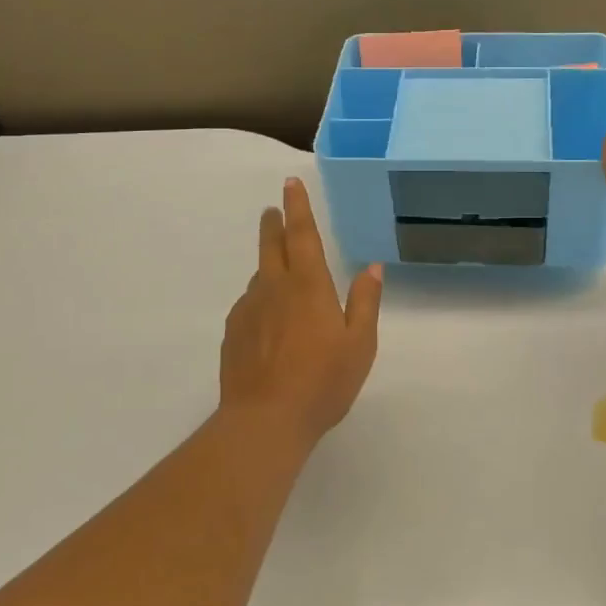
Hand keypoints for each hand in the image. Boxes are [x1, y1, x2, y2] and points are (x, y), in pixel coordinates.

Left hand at [220, 177, 382, 449]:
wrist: (265, 421)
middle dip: (273, 224)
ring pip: (258, 276)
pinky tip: (266, 317)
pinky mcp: (233, 334)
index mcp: (308, 286)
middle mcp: (274, 289)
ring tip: (277, 270)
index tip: (290, 184)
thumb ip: (365, 302)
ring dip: (267, 264)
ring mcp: (249, 311)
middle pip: (271, 246)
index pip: (302, 235)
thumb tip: (372, 267)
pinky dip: (258, 298)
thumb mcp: (360, 343)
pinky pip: (248, 304)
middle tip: (272, 209)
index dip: (298, 207)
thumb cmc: (323, 381)